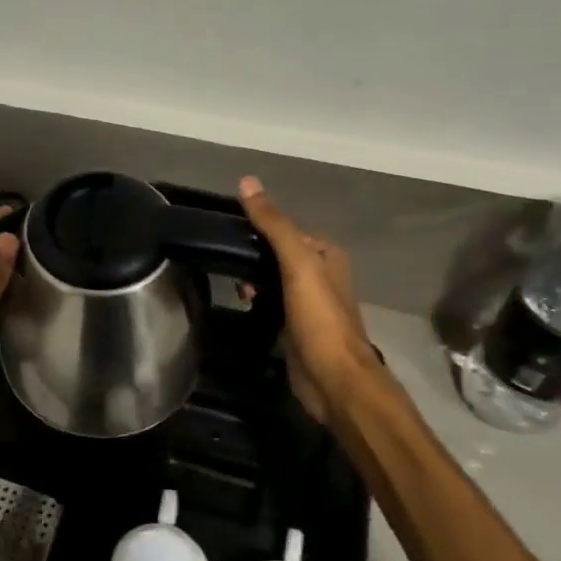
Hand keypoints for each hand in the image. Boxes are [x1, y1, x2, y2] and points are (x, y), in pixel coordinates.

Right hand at [238, 177, 377, 419]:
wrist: (333, 378)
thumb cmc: (319, 317)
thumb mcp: (297, 263)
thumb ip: (274, 224)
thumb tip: (247, 181)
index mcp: (326, 253)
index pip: (285, 228)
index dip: (258, 227)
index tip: (228, 231)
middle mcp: (320, 273)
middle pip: (277, 253)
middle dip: (252, 256)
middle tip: (227, 263)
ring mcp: (308, 302)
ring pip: (271, 278)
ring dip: (251, 279)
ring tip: (233, 286)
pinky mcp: (295, 326)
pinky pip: (269, 302)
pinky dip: (255, 300)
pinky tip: (241, 304)